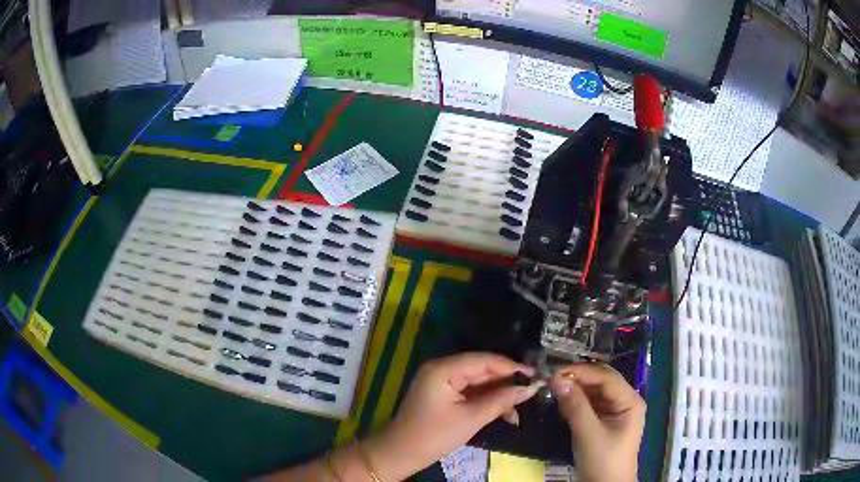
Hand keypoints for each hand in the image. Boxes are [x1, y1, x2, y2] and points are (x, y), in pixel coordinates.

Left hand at [365, 353, 540, 480]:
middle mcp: (442, 369)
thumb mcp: (471, 418)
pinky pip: (470, 392)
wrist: (403, 453)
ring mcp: (442, 382)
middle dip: (506, 382)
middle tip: (532, 390)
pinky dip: (486, 401)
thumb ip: (501, 401)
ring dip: (498, 394)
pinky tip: (505, 413)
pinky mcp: (443, 394)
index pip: (483, 360)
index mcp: (443, 369)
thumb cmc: (435, 435)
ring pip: (478, 382)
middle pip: (482, 370)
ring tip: (520, 407)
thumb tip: (529, 388)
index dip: (511, 366)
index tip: (535, 374)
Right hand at [551, 363, 644, 481]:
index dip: (581, 372)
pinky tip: (562, 402)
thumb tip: (557, 379)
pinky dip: (576, 401)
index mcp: (630, 401)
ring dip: (575, 389)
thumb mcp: (588, 434)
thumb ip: (575, 406)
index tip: (554, 371)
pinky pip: (590, 404)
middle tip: (551, 378)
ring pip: (594, 391)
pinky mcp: (605, 421)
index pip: (605, 377)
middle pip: (601, 381)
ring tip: (553, 388)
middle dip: (578, 378)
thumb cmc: (602, 461)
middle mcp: (625, 401)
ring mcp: (615, 411)